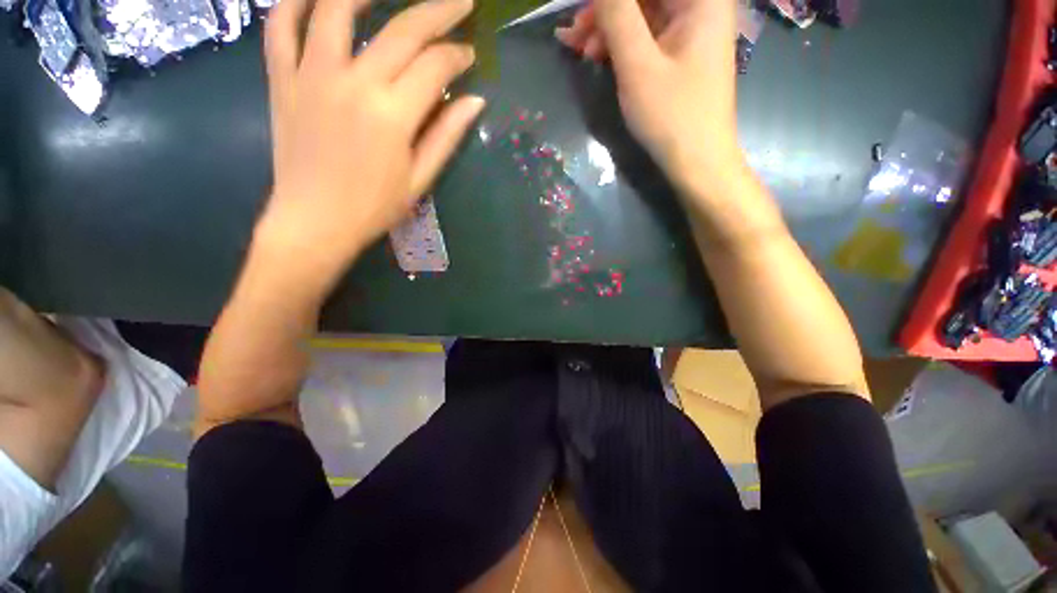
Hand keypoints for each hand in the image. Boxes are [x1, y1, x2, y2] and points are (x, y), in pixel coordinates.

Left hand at [258, 0, 484, 284]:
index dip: (457, 55)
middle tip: (458, 3)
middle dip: (438, 11)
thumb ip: (446, 136)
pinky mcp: (282, 80)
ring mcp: (312, 75)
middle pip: (402, 30)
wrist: (315, 223)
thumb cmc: (374, 207)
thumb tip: (474, 102)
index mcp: (393, 115)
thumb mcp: (420, 178)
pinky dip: (293, 2)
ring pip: (336, 8)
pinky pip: (280, 26)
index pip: (434, 67)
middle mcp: (355, 83)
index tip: (469, 55)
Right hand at [557, 0, 743, 199]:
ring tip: (579, 51)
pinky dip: (620, 44)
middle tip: (571, 36)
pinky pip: (644, 35)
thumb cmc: (672, 116)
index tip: (580, 13)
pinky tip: (598, 57)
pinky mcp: (679, 52)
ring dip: (607, 28)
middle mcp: (700, 5)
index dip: (608, 0)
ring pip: (640, 13)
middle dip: (604, 11)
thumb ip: (617, 15)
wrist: (697, 162)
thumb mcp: (638, 65)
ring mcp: (689, 29)